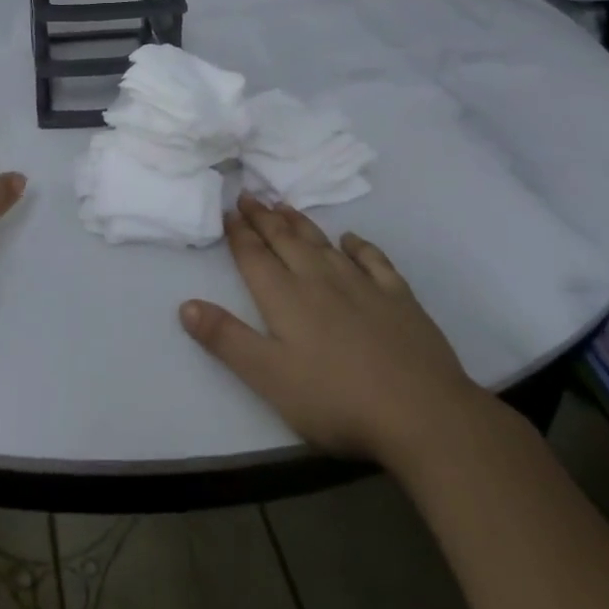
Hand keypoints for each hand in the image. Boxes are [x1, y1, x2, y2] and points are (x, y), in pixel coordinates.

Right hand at [180, 195, 492, 467]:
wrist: (422, 413)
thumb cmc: (336, 400)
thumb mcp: (268, 377)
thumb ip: (226, 339)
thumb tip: (185, 304)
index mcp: (285, 298)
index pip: (255, 256)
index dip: (239, 233)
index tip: (228, 210)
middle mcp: (319, 280)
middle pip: (285, 241)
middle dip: (264, 218)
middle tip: (250, 194)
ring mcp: (362, 285)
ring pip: (323, 243)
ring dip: (301, 223)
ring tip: (285, 205)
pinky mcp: (398, 298)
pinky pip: (373, 260)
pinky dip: (359, 245)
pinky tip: (350, 240)